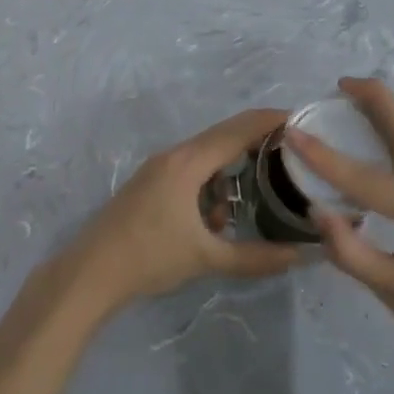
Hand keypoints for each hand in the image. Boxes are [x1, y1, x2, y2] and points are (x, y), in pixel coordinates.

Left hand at [65, 108, 303, 314]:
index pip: (239, 129)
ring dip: (231, 174)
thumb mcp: (207, 258)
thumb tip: (301, 256)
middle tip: (292, 156)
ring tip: (250, 204)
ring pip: (207, 156)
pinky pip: (191, 171)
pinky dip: (210, 186)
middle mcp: (175, 155)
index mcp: (189, 162)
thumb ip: (256, 257)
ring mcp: (159, 167)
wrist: (90, 273)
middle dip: (258, 143)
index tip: (304, 121)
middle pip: (224, 136)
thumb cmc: (149, 258)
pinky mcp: (151, 183)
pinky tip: (214, 222)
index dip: (272, 121)